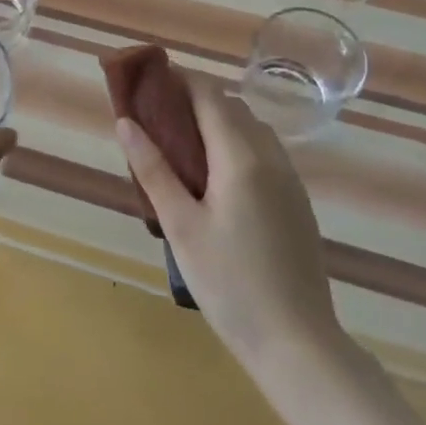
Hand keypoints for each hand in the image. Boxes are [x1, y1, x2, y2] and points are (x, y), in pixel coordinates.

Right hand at [116, 78, 343, 363]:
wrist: (299, 344)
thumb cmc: (230, 284)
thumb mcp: (180, 226)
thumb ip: (153, 169)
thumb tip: (126, 121)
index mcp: (240, 156)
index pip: (209, 94)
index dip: (180, 79)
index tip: (149, 82)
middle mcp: (270, 156)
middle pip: (231, 107)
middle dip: (194, 100)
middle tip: (157, 119)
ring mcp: (289, 178)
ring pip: (251, 128)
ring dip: (217, 122)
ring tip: (182, 147)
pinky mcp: (297, 201)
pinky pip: (264, 152)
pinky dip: (236, 145)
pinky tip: (216, 179)